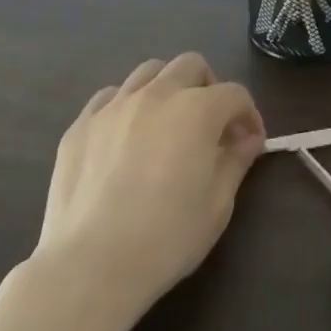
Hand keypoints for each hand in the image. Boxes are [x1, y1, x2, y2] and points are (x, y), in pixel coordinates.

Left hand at [34, 53, 266, 313]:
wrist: (90, 265)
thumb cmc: (166, 238)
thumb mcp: (217, 205)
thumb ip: (235, 161)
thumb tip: (247, 139)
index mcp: (197, 110)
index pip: (234, 94)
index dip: (249, 115)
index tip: (249, 143)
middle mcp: (157, 94)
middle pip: (191, 65)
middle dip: (209, 87)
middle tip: (210, 125)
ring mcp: (114, 106)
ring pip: (149, 72)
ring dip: (168, 89)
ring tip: (167, 124)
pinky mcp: (81, 124)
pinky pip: (111, 96)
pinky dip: (128, 105)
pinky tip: (127, 136)